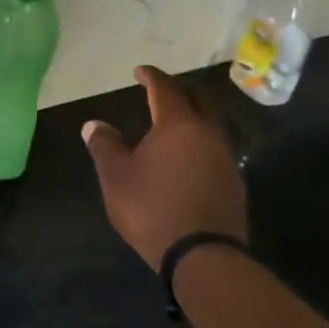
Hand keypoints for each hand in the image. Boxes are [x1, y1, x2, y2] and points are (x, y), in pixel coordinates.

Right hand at [81, 65, 246, 270]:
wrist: (202, 256)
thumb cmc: (152, 207)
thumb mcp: (116, 176)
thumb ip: (105, 145)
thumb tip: (94, 124)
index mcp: (177, 124)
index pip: (165, 89)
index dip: (151, 77)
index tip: (139, 71)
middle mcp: (207, 133)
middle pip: (198, 100)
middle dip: (179, 90)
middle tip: (161, 90)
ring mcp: (225, 158)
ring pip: (210, 124)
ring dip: (192, 116)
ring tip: (172, 122)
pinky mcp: (234, 182)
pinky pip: (215, 148)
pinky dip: (199, 141)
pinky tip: (187, 155)